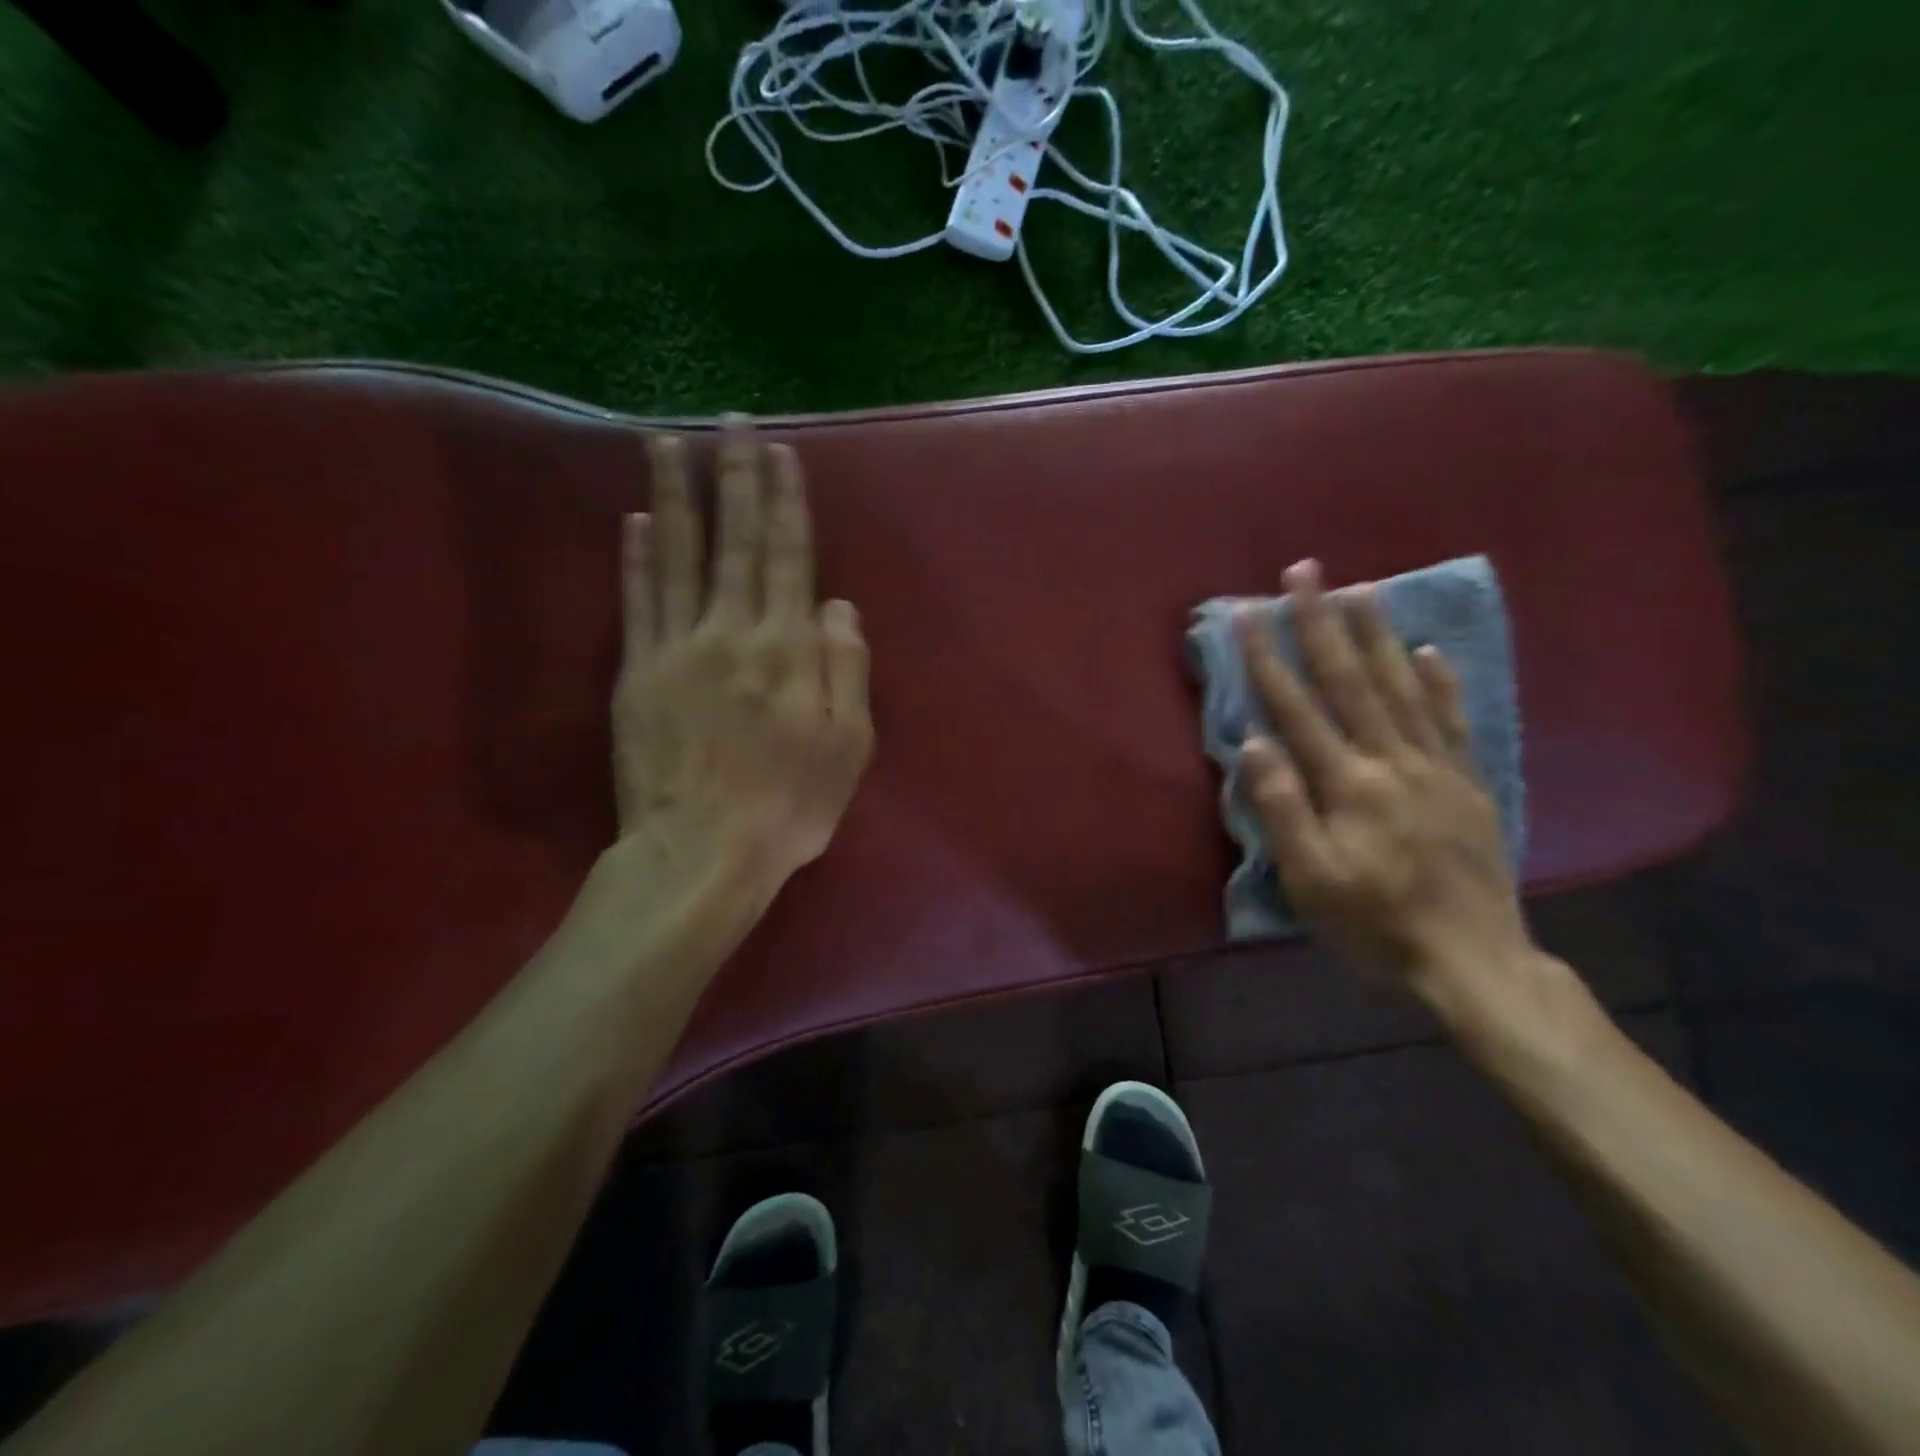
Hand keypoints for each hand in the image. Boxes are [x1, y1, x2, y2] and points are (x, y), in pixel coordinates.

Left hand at [613, 421, 872, 890]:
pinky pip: (637, 603)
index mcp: (790, 650)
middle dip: (736, 478)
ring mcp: (678, 649)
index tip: (780, 453)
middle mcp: (734, 633)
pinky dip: (635, 558)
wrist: (703, 853)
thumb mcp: (849, 747)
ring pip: (678, 556)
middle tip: (731, 422)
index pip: (790, 558)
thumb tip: (838, 605)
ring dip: (675, 496)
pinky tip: (634, 520)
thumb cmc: (790, 806)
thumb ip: (848, 669)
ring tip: (667, 444)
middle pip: (737, 542)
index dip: (786, 502)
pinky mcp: (637, 674)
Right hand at [1235, 559, 1535, 1004]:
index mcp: (1348, 783)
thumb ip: (1282, 808)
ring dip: (1376, 635)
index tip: (1247, 613)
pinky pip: (1452, 720)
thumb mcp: (1311, 878)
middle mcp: (1393, 760)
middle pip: (1351, 680)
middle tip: (1305, 572)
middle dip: (1322, 622)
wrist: (1472, 962)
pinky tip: (1426, 652)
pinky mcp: (1467, 783)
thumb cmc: (1375, 922)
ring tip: (1360, 591)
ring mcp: (1436, 768)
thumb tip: (1255, 742)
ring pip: (1402, 687)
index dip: (1269, 658)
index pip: (1298, 707)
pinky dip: (1439, 682)